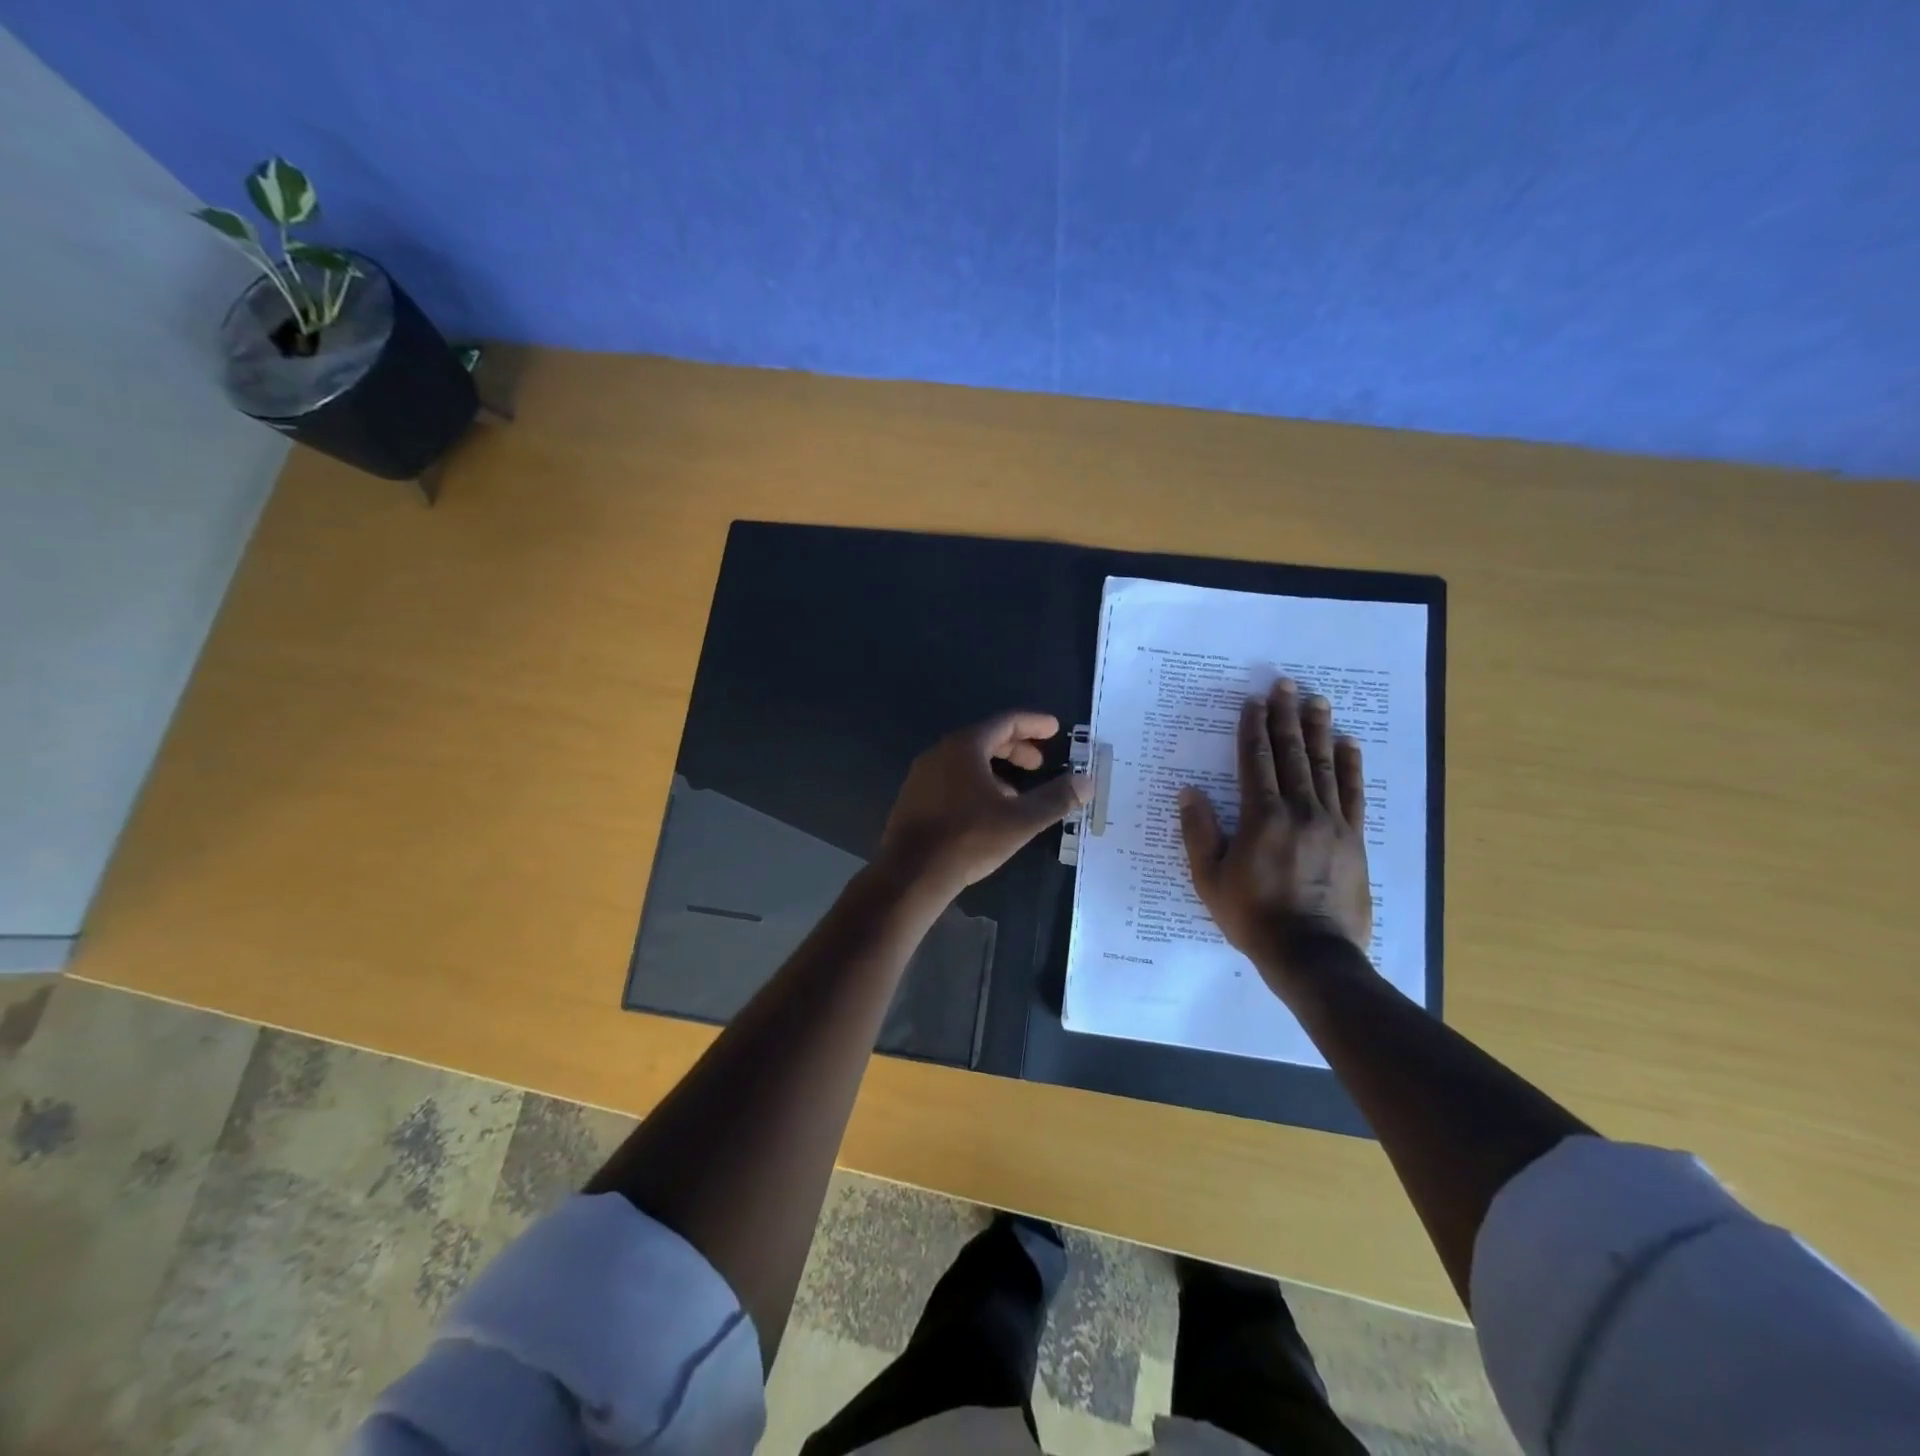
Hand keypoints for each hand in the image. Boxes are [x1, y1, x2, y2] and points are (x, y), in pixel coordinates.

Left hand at [878, 712, 1089, 900]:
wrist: (911, 873)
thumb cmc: (968, 839)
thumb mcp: (1020, 820)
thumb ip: (1056, 798)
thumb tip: (1087, 781)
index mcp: (965, 746)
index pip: (1005, 722)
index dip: (1033, 724)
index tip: (1054, 729)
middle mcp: (940, 752)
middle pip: (985, 739)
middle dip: (1016, 748)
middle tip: (1039, 763)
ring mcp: (922, 775)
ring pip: (967, 761)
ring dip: (996, 769)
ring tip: (1018, 792)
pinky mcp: (914, 798)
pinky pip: (951, 778)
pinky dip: (975, 783)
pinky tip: (987, 810)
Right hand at [1179, 679, 1372, 997]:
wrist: (1311, 954)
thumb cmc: (1253, 916)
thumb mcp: (1210, 879)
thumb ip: (1199, 832)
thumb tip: (1189, 792)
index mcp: (1262, 817)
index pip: (1256, 761)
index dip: (1253, 729)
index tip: (1253, 702)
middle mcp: (1300, 810)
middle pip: (1292, 754)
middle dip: (1286, 717)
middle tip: (1286, 685)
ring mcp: (1332, 823)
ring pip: (1325, 766)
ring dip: (1319, 731)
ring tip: (1317, 701)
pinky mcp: (1354, 839)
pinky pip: (1354, 794)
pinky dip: (1351, 766)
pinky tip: (1349, 744)